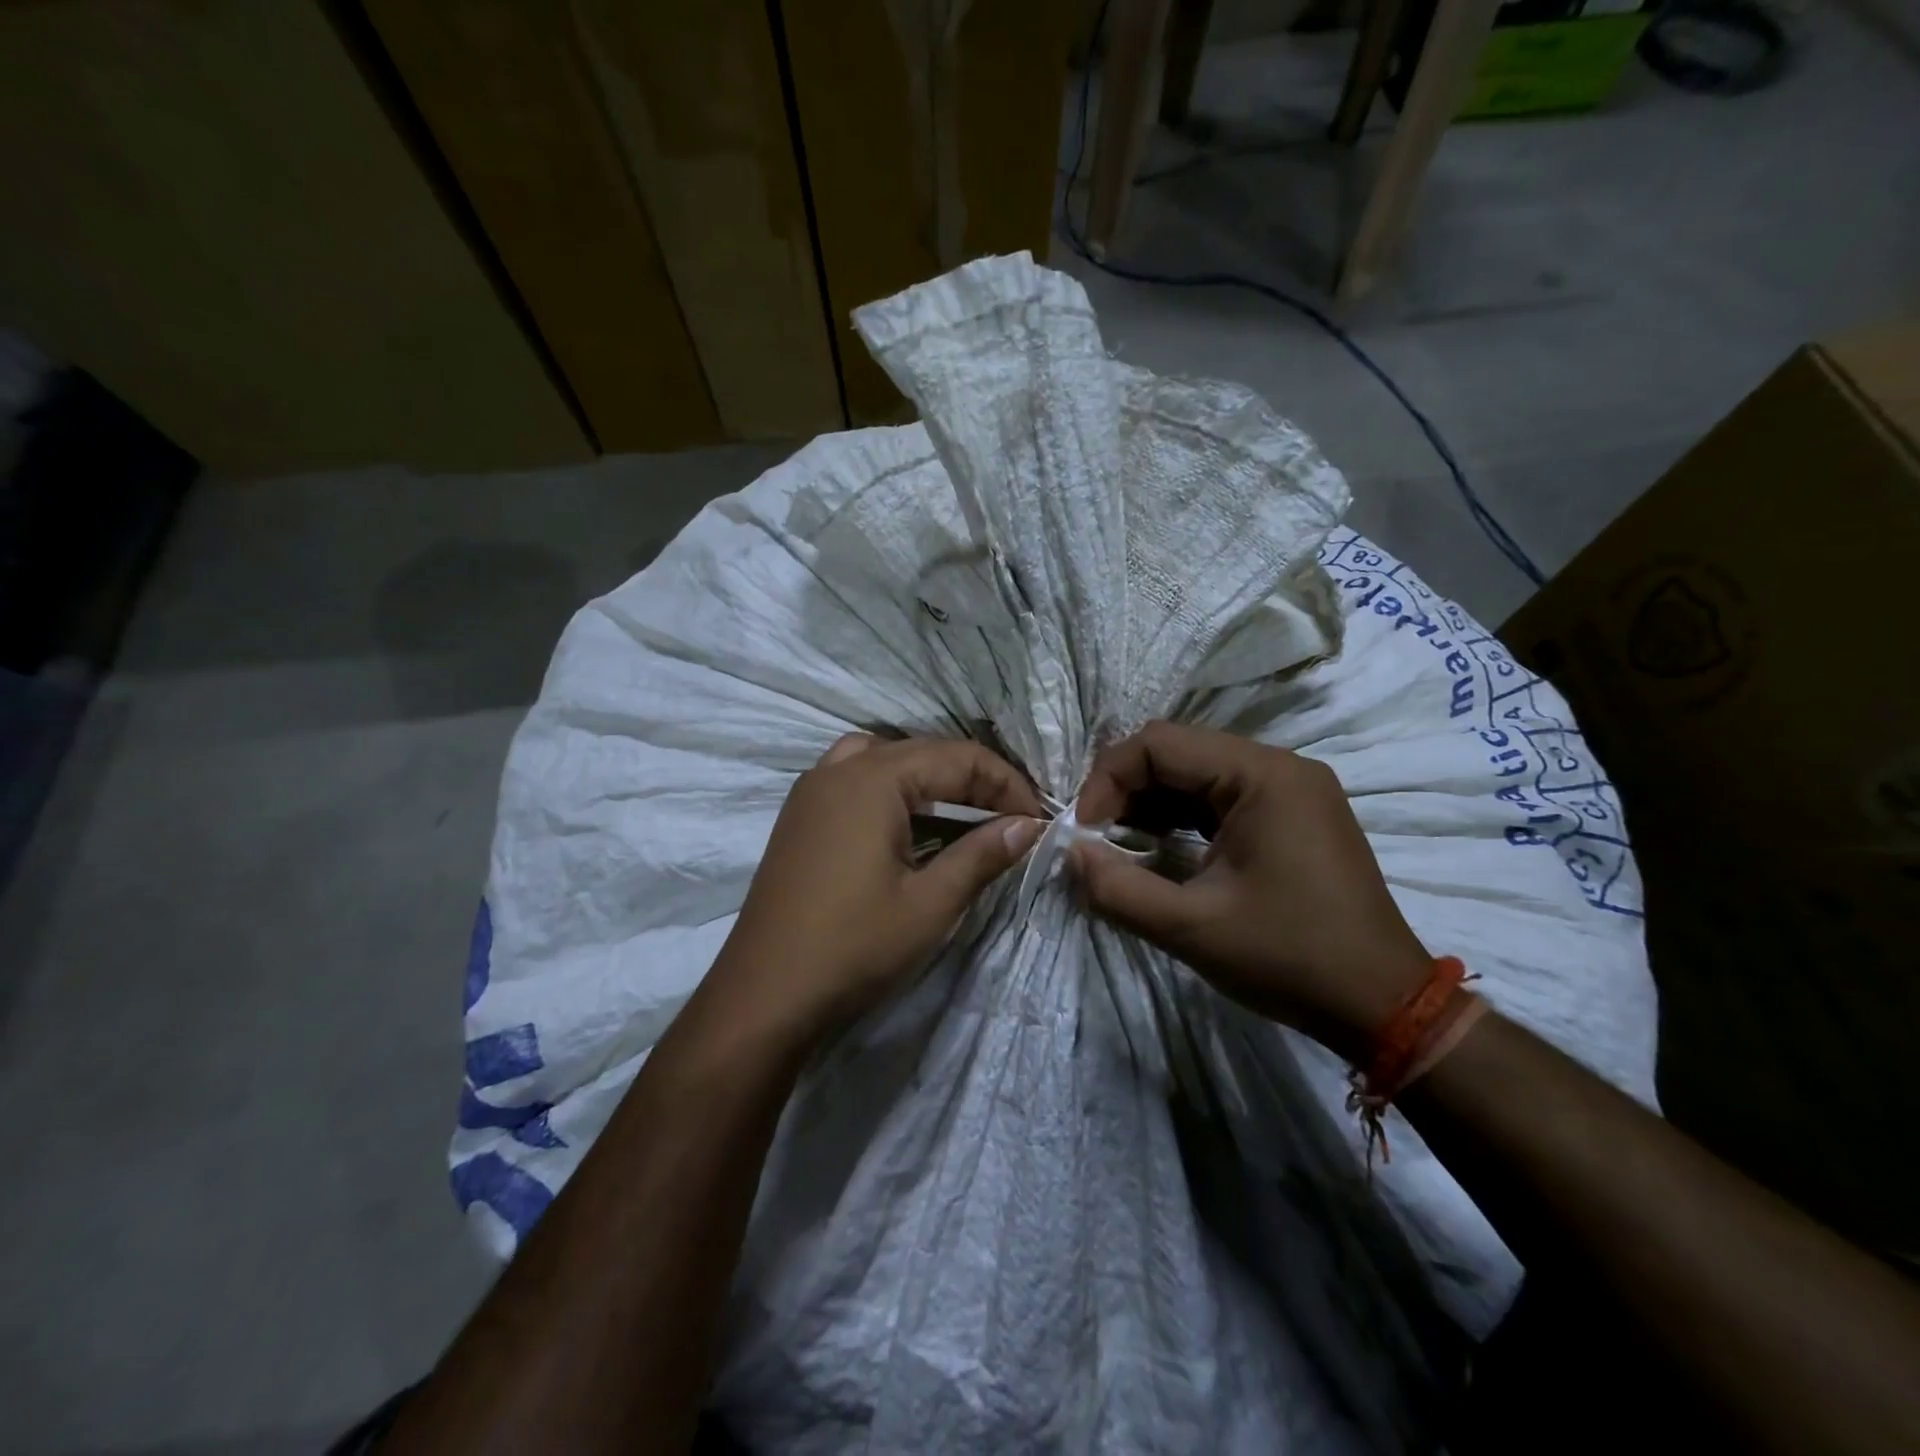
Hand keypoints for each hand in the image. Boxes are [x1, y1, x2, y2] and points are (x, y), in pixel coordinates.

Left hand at [710, 733, 1043, 1043]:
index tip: (1037, 820)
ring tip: (962, 811)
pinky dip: (890, 787)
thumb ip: (982, 855)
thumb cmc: (853, 947)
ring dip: (930, 777)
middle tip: (1011, 819)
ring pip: (885, 758)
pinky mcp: (800, 815)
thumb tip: (1029, 825)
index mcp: (873, 779)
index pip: (958, 758)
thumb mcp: (930, 904)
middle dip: (973, 779)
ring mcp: (812, 789)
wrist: (763, 995)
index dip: (1006, 785)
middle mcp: (839, 769)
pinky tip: (906, 823)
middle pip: (923, 752)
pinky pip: (854, 777)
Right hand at [1073, 721, 1429, 1059]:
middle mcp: (1278, 767)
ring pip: (1196, 773)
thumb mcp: (1190, 928)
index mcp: (1262, 775)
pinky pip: (1220, 797)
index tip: (1085, 833)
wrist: (1382, 1006)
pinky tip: (1159, 849)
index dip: (1108, 780)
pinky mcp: (1291, 815)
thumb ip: (1117, 888)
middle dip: (1126, 790)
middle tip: (1097, 839)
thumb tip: (1071, 853)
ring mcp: (1290, 790)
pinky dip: (1181, 817)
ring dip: (1150, 803)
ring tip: (1120, 846)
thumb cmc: (1289, 958)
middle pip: (1178, 752)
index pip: (1159, 743)